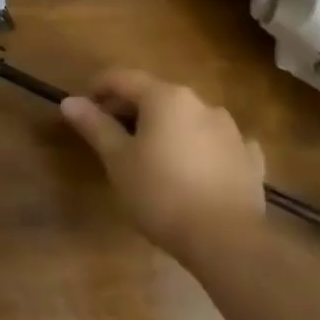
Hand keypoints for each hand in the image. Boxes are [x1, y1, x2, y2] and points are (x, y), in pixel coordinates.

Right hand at [59, 68, 264, 261]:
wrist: (228, 242)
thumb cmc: (161, 194)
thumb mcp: (117, 160)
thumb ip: (95, 126)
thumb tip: (70, 101)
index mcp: (165, 97)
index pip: (121, 78)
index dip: (97, 89)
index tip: (83, 109)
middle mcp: (200, 103)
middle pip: (155, 95)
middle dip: (130, 109)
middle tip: (110, 136)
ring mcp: (231, 131)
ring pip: (187, 118)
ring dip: (165, 127)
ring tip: (150, 155)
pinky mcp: (250, 159)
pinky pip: (217, 143)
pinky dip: (200, 147)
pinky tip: (195, 167)